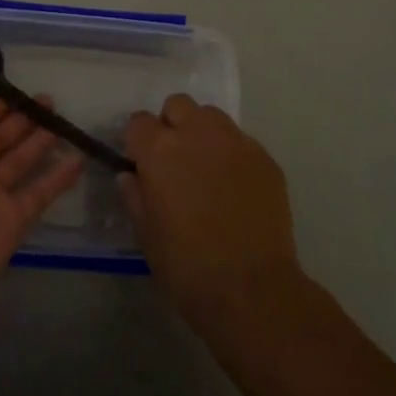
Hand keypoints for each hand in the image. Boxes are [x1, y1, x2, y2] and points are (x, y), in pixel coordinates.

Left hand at [0, 64, 84, 310]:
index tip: (18, 88)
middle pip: (1, 137)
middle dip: (22, 118)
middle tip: (50, 99)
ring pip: (21, 160)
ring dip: (41, 141)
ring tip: (63, 120)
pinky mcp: (11, 220)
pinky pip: (39, 193)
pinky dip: (58, 178)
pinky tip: (78, 159)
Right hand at [121, 95, 303, 333]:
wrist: (252, 290)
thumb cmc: (187, 267)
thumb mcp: (146, 235)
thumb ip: (134, 195)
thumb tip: (131, 175)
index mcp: (161, 150)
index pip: (138, 121)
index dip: (137, 141)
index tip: (141, 164)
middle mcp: (198, 134)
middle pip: (178, 105)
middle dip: (171, 125)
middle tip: (174, 161)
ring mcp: (236, 142)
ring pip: (212, 117)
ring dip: (203, 133)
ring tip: (206, 169)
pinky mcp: (265, 158)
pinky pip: (241, 142)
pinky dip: (232, 155)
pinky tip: (235, 188)